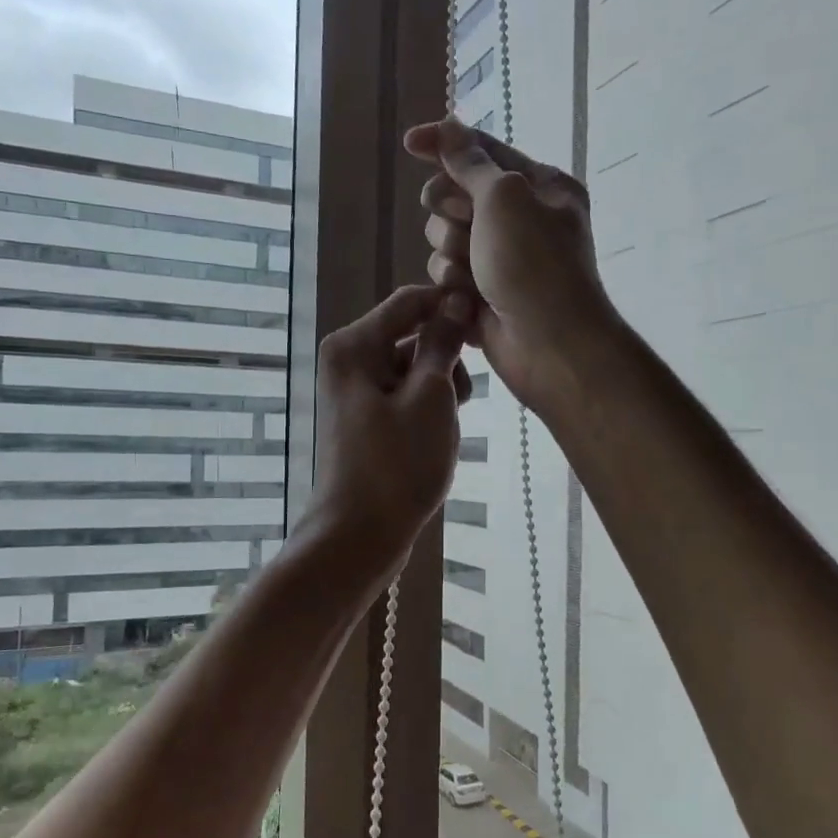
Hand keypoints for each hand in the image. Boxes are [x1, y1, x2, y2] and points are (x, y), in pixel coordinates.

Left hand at [301, 283, 473, 575]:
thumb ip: (442, 344)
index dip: (451, 307)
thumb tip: (457, 300)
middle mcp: (349, 361)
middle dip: (446, 359)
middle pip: (412, 335)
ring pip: (413, 369)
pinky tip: (437, 439)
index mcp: (354, 346)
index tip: (488, 329)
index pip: (410, 301)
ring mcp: (356, 393)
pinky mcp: (367, 421)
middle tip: (462, 400)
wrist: (359, 537)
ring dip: (441, 389)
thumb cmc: (397, 465)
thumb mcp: (430, 398)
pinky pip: (405, 397)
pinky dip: (427, 410)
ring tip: (448, 427)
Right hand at [404, 118, 615, 414]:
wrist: (549, 346)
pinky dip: (453, 285)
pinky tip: (468, 302)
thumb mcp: (504, 198)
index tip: (410, 143)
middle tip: (465, 225)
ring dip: (452, 254)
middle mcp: (520, 219)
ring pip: (444, 238)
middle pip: (455, 195)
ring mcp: (499, 259)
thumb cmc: (534, 264)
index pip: (483, 151)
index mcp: (539, 186)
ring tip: (474, 275)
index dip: (445, 144)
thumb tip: (448, 129)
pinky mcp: (481, 293)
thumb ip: (470, 163)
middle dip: (451, 212)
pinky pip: (447, 275)